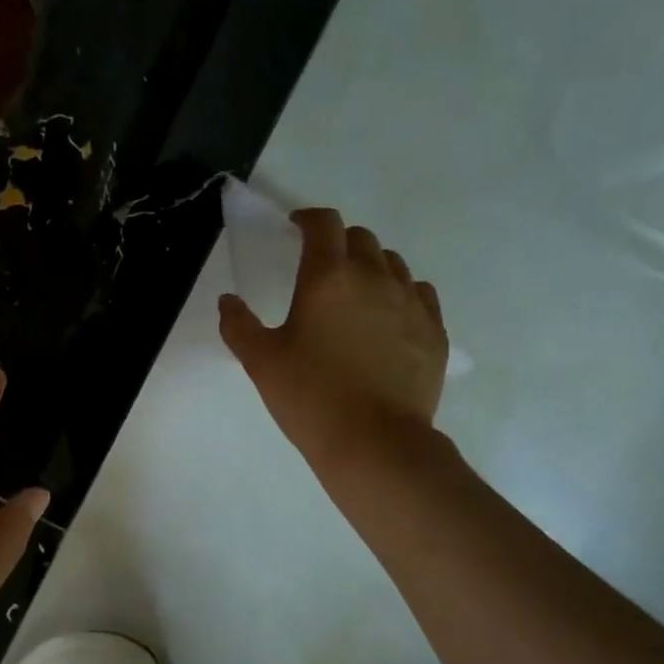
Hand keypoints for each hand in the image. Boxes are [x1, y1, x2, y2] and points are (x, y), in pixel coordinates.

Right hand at [218, 208, 448, 472]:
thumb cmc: (310, 397)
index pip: (324, 224)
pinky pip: (419, 293)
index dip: (308, 219)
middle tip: (321, 268)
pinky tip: (389, 317)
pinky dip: (401, 293)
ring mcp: (411, 303)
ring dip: (371, 266)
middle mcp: (374, 278)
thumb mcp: (261, 362)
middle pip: (361, 238)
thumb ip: (239, 325)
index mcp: (328, 278)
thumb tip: (228, 301)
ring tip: (355, 293)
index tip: (296, 229)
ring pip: (393, 263)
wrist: (374, 443)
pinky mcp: (435, 330)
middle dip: (338, 243)